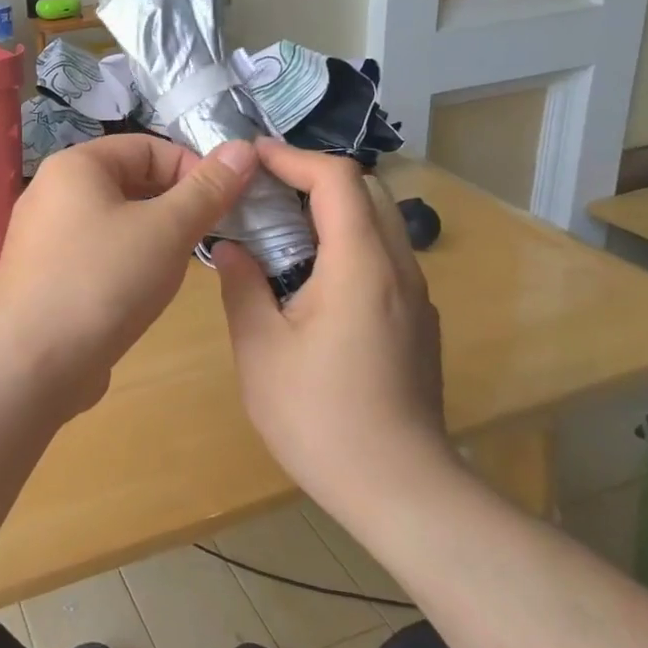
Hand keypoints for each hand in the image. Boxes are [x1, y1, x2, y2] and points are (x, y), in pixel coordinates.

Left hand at [0, 134, 257, 413]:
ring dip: (153, 237)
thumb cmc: (103, 280)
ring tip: (178, 268)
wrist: (30, 364)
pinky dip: (125, 263)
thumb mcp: (167, 230)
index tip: (225, 205)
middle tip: (208, 237)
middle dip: (175, 205)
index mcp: (75, 165)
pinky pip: (96, 254)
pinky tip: (141, 294)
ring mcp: (43, 237)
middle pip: (129, 182)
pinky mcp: (43, 276)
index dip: (193, 169)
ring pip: (114, 221)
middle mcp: (52, 192)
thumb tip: (243, 147)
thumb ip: (207, 189)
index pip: (148, 147)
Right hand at [212, 141, 451, 513]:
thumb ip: (242, 287)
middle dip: (314, 177)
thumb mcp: (261, 351)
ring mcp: (415, 296)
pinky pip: (384, 256)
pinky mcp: (417, 322)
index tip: (252, 158)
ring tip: (281, 227)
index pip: (337, 178)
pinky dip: (347, 241)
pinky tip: (311, 277)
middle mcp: (398, 268)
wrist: (400, 490)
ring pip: (380, 222)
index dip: (293, 157)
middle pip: (367, 190)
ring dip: (332, 209)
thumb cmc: (321, 417)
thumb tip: (230, 248)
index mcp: (361, 265)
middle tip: (264, 190)